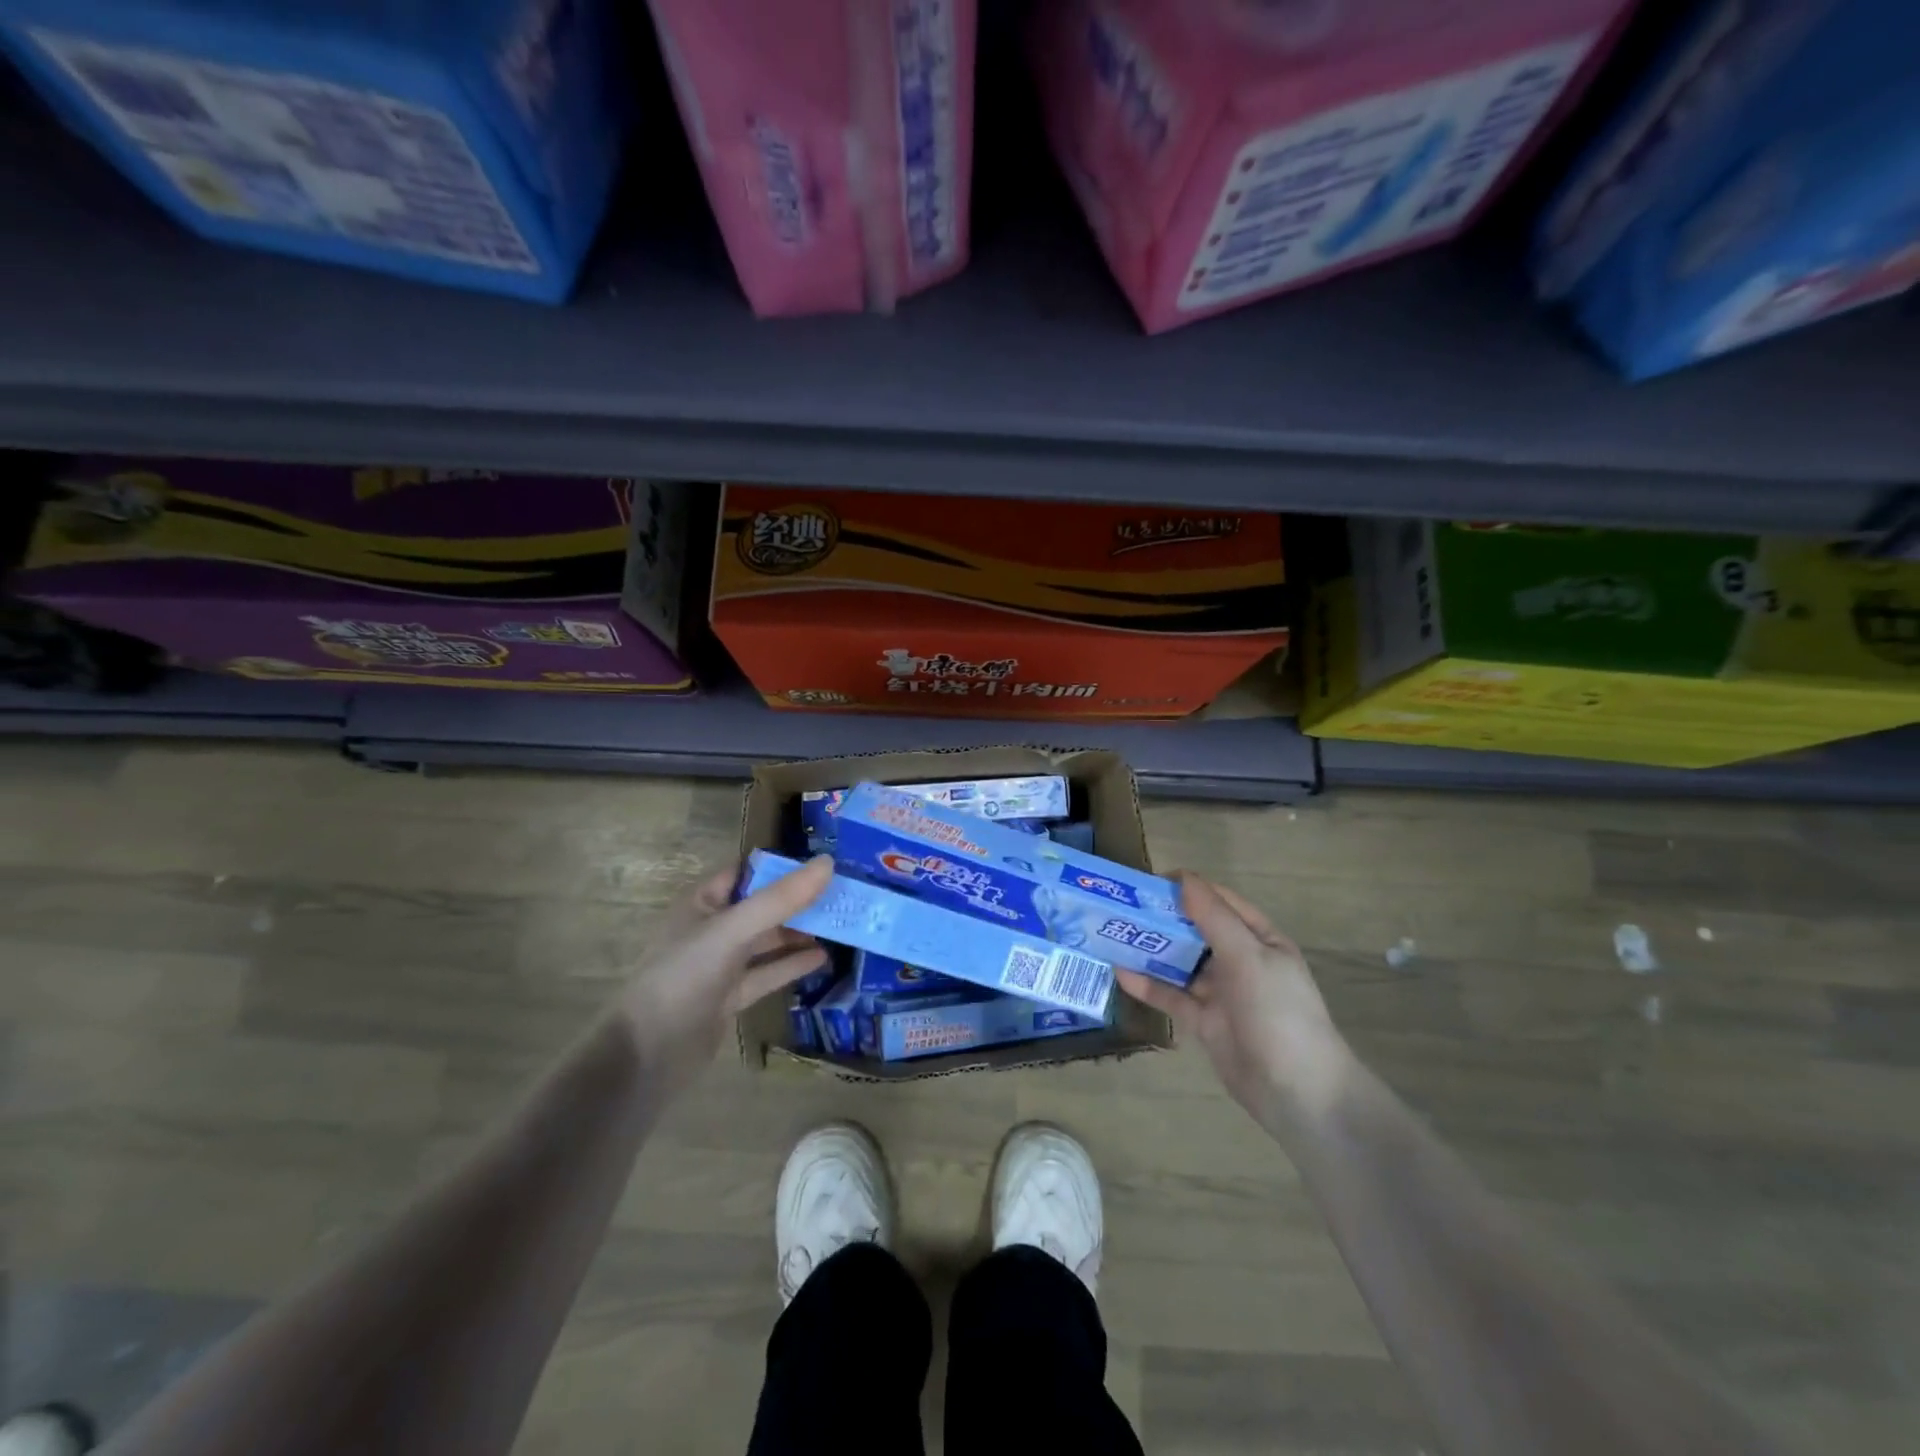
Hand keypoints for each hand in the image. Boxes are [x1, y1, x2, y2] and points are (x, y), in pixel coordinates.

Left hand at [617, 855, 833, 1095]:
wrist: (647, 1055)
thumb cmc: (684, 977)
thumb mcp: (733, 930)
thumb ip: (780, 899)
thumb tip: (828, 863)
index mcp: (703, 903)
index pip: (748, 872)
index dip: (783, 866)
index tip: (826, 863)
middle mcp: (712, 929)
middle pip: (763, 906)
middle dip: (799, 900)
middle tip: (844, 894)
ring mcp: (721, 965)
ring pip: (768, 941)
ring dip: (800, 932)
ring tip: (841, 924)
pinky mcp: (730, 997)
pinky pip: (767, 973)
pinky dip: (792, 965)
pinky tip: (822, 958)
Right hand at [1117, 873, 1353, 1129]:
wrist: (1299, 1092)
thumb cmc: (1279, 1012)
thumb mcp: (1249, 957)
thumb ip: (1214, 919)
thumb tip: (1184, 878)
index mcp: (1259, 939)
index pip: (1220, 902)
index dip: (1188, 888)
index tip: (1148, 883)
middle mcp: (1240, 961)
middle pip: (1196, 931)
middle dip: (1163, 918)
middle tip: (1122, 907)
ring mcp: (1221, 993)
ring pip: (1181, 963)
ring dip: (1151, 950)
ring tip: (1113, 934)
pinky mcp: (1205, 1022)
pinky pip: (1173, 996)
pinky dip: (1148, 985)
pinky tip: (1120, 972)